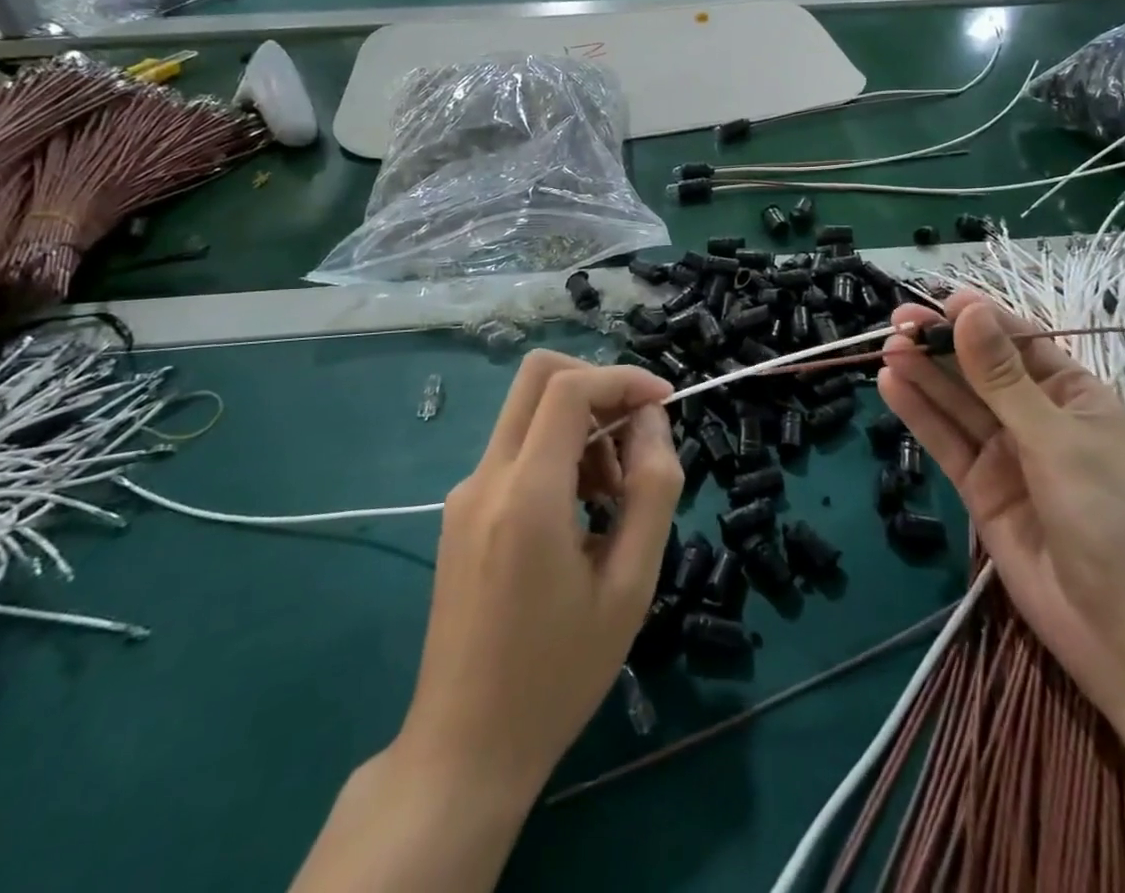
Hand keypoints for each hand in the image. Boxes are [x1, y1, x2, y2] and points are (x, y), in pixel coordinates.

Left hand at [397, 350, 680, 800]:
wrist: (465, 748)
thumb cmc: (559, 674)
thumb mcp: (630, 586)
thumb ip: (652, 490)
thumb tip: (653, 421)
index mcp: (526, 496)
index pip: (568, 388)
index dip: (623, 379)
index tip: (665, 403)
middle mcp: (486, 478)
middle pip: (537, 376)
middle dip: (598, 385)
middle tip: (636, 435)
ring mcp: (465, 492)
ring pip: (527, 411)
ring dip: (580, 425)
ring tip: (613, 495)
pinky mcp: (460, 510)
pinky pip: (516, 449)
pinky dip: (557, 452)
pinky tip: (581, 513)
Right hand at [877, 292, 1124, 734]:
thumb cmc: (1112, 519)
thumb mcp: (1056, 439)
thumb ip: (1002, 378)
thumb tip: (968, 311)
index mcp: (1073, 395)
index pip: (1019, 342)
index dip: (979, 319)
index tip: (937, 301)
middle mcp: (1037, 418)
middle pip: (979, 370)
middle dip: (941, 345)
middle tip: (896, 324)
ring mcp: (1007, 454)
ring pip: (957, 404)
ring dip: (923, 375)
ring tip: (887, 349)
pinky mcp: (980, 488)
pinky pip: (945, 442)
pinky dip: (918, 414)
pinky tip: (890, 386)